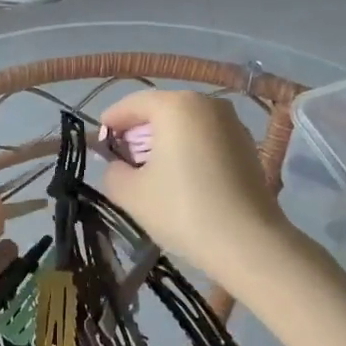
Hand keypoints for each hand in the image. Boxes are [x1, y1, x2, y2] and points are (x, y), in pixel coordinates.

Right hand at [97, 90, 292, 280]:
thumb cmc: (183, 209)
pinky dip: (189, 149)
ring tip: (150, 169)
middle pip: (161, 110)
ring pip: (186, 124)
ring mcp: (232, 123)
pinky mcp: (247, 145)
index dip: (111, 120)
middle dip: (138, 131)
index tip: (97, 140)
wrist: (248, 242)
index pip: (133, 103)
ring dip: (165, 140)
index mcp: (176, 105)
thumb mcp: (131, 193)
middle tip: (121, 156)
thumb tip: (116, 165)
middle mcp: (207, 103)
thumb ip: (112, 172)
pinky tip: (181, 177)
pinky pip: (206, 138)